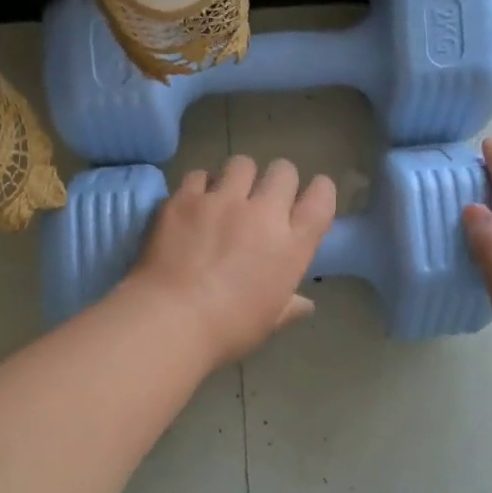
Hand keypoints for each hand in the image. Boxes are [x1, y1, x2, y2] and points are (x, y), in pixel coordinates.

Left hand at [123, 155, 335, 367]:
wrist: (170, 319)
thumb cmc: (228, 329)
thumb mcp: (269, 323)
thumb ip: (290, 306)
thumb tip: (305, 305)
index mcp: (292, 245)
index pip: (321, 200)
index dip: (320, 192)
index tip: (311, 196)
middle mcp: (263, 213)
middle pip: (283, 171)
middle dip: (278, 180)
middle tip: (263, 198)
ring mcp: (222, 200)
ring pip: (242, 163)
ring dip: (239, 176)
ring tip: (226, 195)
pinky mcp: (185, 198)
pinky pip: (199, 175)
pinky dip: (200, 186)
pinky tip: (193, 203)